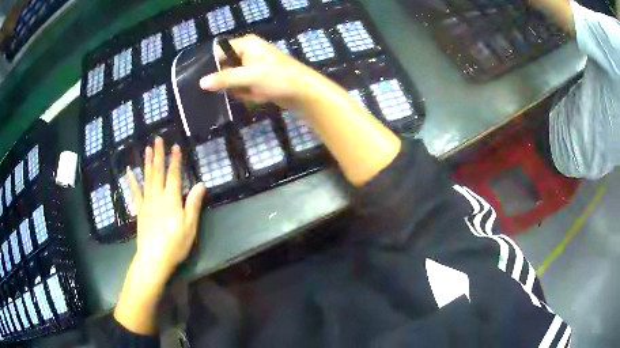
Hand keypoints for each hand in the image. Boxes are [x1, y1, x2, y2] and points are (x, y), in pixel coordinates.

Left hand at [128, 137, 206, 281]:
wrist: (154, 259)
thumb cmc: (175, 244)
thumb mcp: (190, 226)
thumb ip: (193, 204)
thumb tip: (201, 184)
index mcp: (171, 200)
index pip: (174, 175)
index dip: (175, 160)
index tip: (176, 146)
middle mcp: (157, 196)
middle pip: (158, 172)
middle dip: (159, 155)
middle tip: (157, 139)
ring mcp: (146, 202)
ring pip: (147, 178)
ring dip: (147, 162)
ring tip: (147, 149)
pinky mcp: (139, 210)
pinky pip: (135, 192)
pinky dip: (132, 180)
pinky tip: (129, 171)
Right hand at [199, 34, 322, 108]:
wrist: (304, 92)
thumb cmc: (277, 78)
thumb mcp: (248, 76)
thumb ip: (224, 78)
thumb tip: (201, 83)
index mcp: (246, 44)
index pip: (219, 51)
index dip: (212, 65)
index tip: (205, 81)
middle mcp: (248, 52)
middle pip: (225, 66)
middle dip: (227, 81)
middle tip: (232, 89)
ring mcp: (253, 66)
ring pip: (233, 79)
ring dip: (238, 89)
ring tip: (249, 93)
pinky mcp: (258, 79)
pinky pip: (243, 87)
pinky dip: (247, 93)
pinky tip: (257, 96)